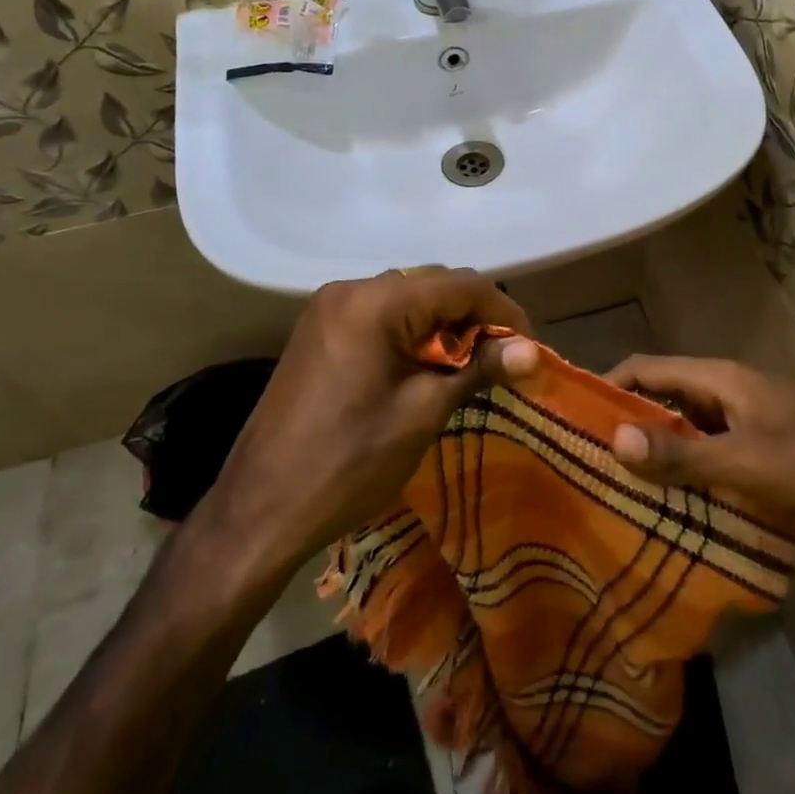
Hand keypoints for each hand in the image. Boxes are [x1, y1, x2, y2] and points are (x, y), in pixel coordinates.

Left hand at [202, 269, 539, 571]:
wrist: (260, 508)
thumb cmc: (349, 462)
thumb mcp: (422, 413)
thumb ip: (479, 369)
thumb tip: (534, 351)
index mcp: (375, 301)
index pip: (460, 285)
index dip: (503, 311)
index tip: (529, 349)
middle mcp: (350, 289)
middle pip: (432, 285)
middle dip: (474, 317)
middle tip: (502, 361)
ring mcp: (329, 308)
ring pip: (407, 299)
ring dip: (443, 326)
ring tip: (468, 368)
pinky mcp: (319, 331)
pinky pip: (380, 315)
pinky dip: (411, 333)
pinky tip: (424, 368)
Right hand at [604, 356, 794, 523]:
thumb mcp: (742, 463)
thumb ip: (679, 454)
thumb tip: (615, 440)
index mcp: (718, 378)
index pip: (646, 368)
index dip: (610, 386)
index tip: (578, 417)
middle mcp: (731, 385)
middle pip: (668, 394)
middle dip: (633, 422)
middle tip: (599, 460)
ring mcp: (755, 410)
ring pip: (695, 422)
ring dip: (666, 446)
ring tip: (634, 484)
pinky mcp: (774, 436)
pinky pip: (720, 442)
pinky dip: (698, 462)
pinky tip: (689, 497)